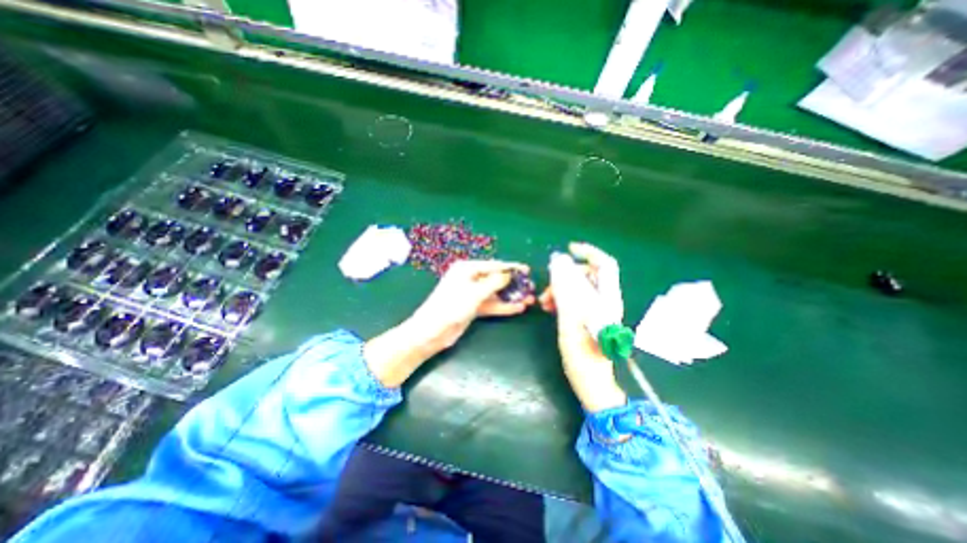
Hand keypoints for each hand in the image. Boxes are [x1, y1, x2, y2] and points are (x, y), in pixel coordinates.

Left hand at [363, 261, 531, 388]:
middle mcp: (469, 279)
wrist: (432, 331)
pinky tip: (518, 308)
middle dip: (513, 284)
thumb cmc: (451, 306)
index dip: (510, 267)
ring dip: (511, 296)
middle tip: (530, 287)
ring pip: (495, 293)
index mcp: (466, 269)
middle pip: (495, 279)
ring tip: (529, 299)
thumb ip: (493, 283)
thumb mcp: (474, 292)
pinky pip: (491, 304)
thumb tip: (508, 274)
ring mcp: (472, 294)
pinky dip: (503, 306)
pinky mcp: (473, 308)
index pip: (493, 265)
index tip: (526, 270)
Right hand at [541, 241, 622, 410]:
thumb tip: (558, 261)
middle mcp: (605, 301)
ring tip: (545, 302)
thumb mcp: (570, 319)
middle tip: (548, 291)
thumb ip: (565, 289)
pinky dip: (561, 299)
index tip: (568, 249)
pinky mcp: (589, 318)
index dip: (588, 252)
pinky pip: (574, 299)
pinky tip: (550, 308)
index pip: (604, 265)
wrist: (591, 382)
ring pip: (577, 288)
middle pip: (586, 276)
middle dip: (565, 277)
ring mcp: (597, 310)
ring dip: (560, 290)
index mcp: (606, 299)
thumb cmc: (582, 355)